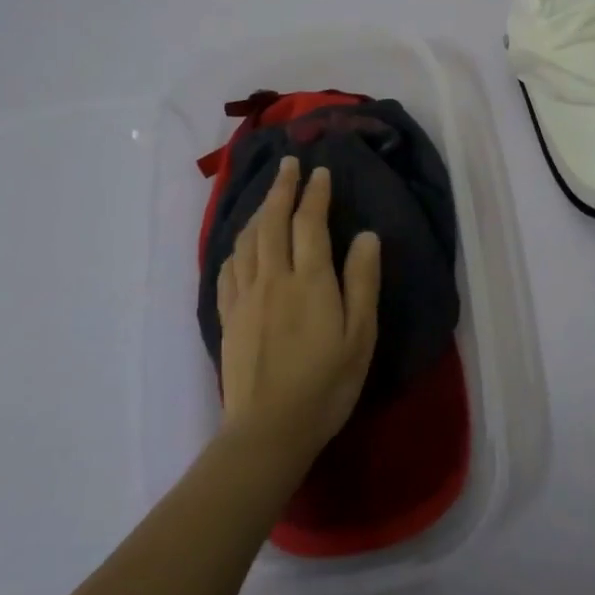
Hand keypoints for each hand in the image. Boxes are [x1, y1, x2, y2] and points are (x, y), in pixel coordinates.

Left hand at [216, 156, 381, 466]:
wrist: (268, 430)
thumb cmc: (326, 384)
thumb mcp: (360, 335)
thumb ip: (362, 282)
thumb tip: (366, 236)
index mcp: (309, 281)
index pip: (309, 223)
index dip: (315, 193)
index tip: (320, 171)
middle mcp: (273, 278)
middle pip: (272, 222)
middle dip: (282, 189)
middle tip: (289, 165)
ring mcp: (245, 297)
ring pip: (247, 241)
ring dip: (258, 211)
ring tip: (267, 196)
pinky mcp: (228, 317)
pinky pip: (228, 268)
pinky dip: (236, 246)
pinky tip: (240, 245)